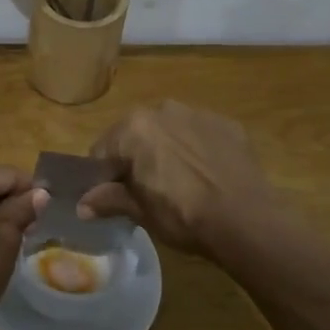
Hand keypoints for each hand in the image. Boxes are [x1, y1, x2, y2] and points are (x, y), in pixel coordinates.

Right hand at [78, 101, 278, 254]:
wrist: (247, 220)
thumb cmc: (183, 215)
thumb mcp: (140, 211)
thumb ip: (108, 199)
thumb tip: (82, 204)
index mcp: (134, 127)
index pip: (103, 151)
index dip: (104, 176)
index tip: (113, 197)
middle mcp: (163, 109)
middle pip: (136, 134)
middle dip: (136, 158)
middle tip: (146, 191)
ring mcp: (198, 113)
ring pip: (169, 131)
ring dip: (166, 150)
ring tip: (179, 183)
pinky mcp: (227, 124)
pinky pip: (200, 134)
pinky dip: (196, 150)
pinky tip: (206, 177)